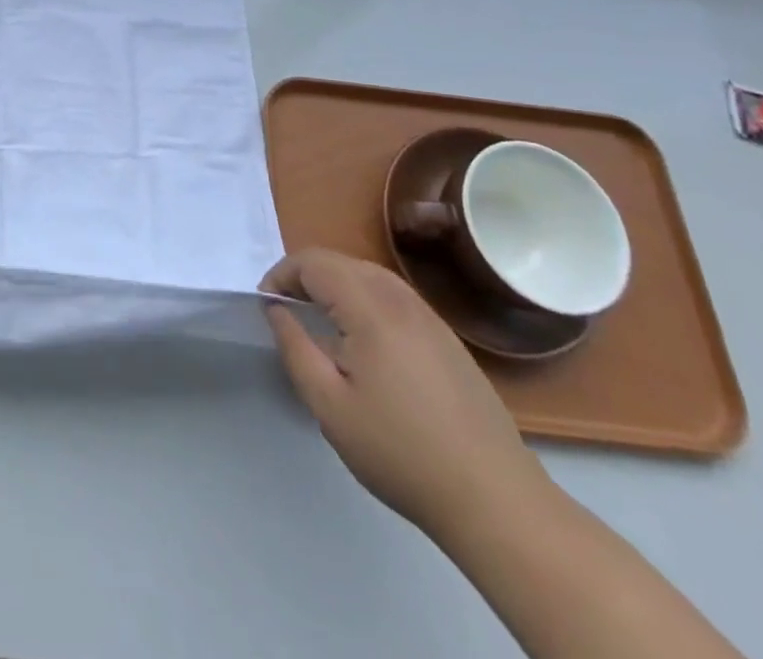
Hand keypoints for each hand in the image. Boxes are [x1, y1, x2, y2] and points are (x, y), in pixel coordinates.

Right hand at [261, 248, 553, 542]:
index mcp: (371, 309)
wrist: (495, 501)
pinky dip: (365, 300)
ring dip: (336, 286)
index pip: (314, 262)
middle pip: (342, 262)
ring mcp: (431, 318)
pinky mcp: (448, 340)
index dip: (281, 274)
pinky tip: (364, 343)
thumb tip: (276, 310)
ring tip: (320, 322)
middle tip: (287, 312)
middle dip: (306, 276)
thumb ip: (294, 347)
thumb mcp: (329, 405)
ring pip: (370, 276)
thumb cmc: (400, 452)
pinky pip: (395, 298)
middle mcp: (402, 301)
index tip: (266, 306)